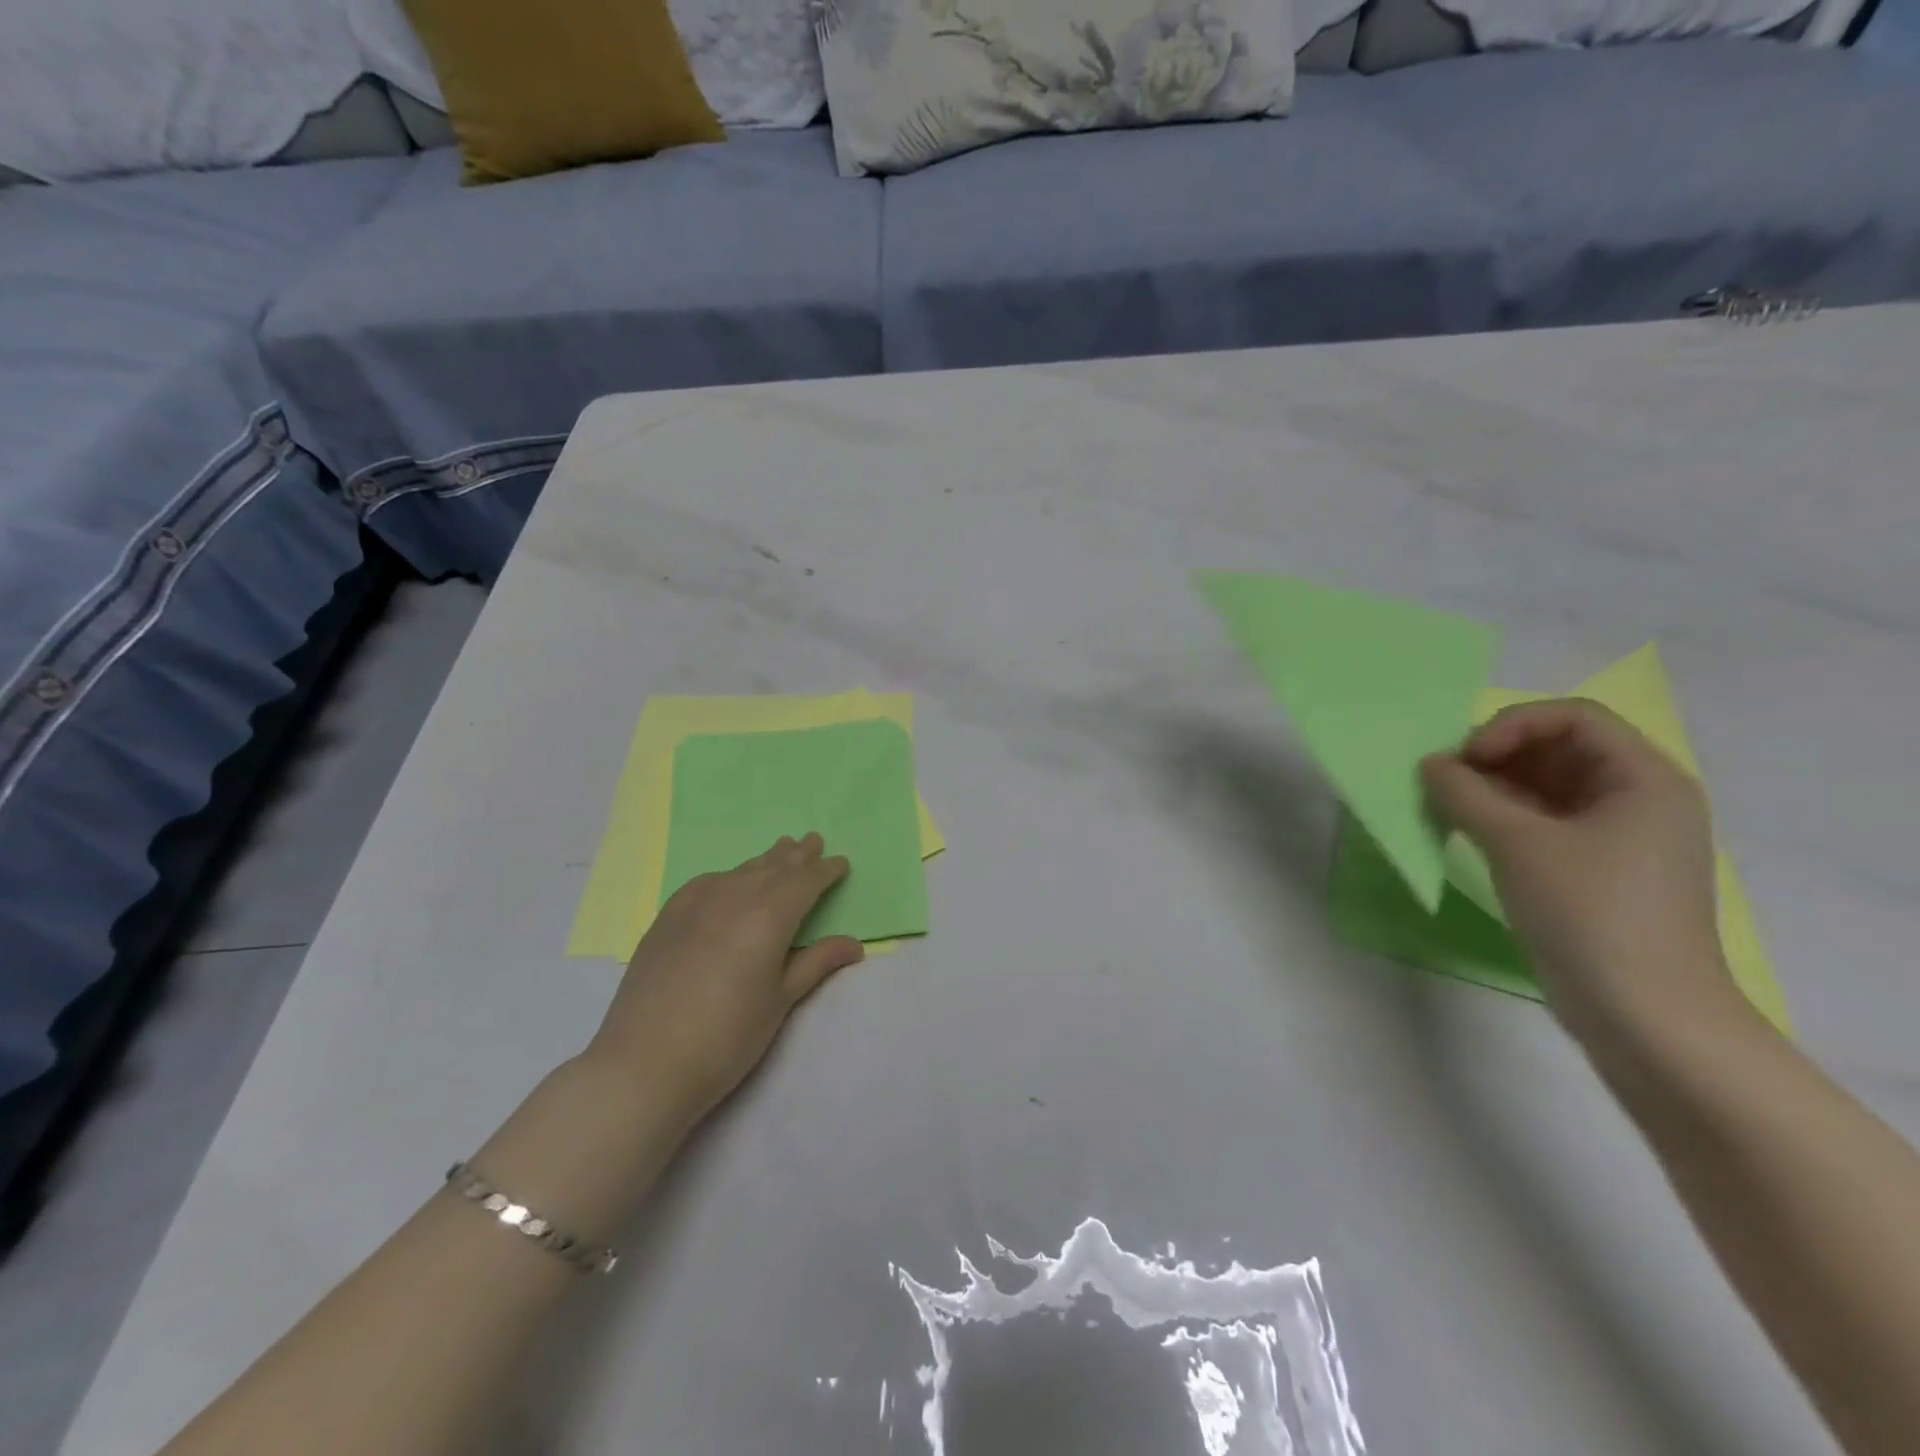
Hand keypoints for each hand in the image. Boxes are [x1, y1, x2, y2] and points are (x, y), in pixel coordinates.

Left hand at [585, 834, 864, 1121]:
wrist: (644, 1064)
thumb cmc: (726, 1037)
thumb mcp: (780, 1001)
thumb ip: (816, 963)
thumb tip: (854, 944)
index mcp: (769, 917)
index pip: (805, 882)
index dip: (825, 871)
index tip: (840, 862)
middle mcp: (734, 898)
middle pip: (772, 868)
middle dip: (796, 855)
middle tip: (812, 839)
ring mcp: (695, 905)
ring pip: (739, 872)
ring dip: (764, 861)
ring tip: (779, 850)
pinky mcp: (666, 919)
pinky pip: (705, 883)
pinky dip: (727, 876)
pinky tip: (727, 880)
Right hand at [1420, 699, 1738, 1036]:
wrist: (1644, 1015)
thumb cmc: (1591, 913)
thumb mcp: (1518, 844)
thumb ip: (1465, 794)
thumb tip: (1430, 764)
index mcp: (1644, 779)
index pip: (1573, 718)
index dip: (1512, 726)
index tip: (1467, 758)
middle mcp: (1638, 799)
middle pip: (1558, 749)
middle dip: (1496, 756)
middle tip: (1446, 781)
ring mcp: (1618, 837)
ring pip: (1545, 786)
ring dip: (1492, 787)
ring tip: (1446, 807)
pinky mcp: (1594, 869)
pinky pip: (1543, 822)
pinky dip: (1502, 818)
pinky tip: (1465, 832)